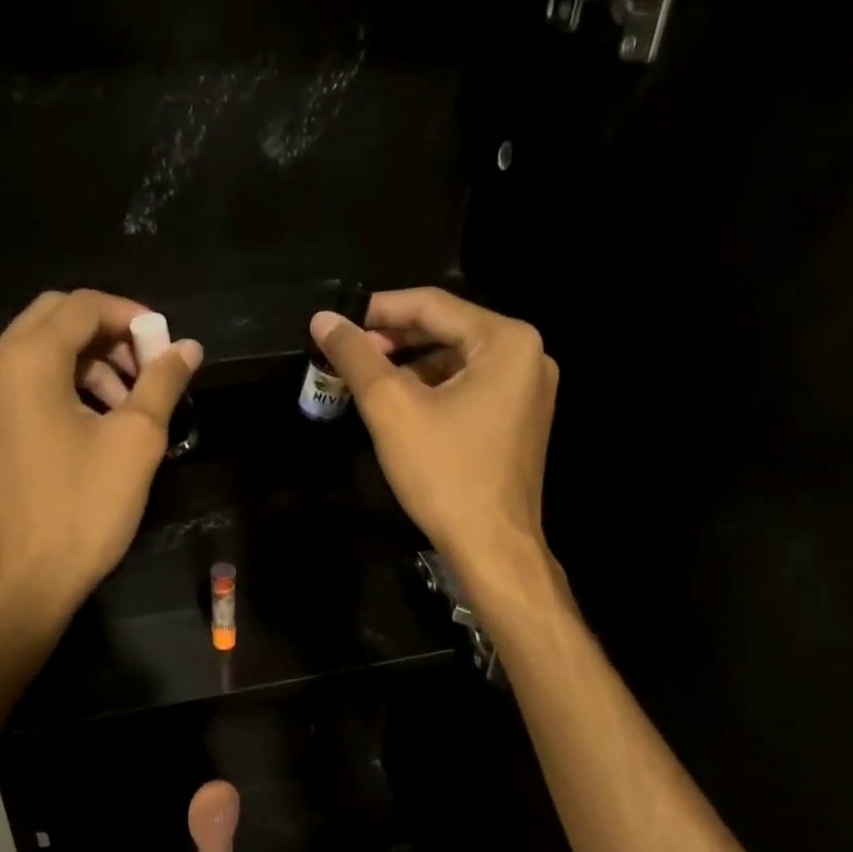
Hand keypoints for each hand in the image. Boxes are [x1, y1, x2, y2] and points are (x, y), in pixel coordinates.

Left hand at [0, 289, 201, 620]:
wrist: (20, 581)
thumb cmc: (82, 510)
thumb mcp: (135, 442)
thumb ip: (162, 383)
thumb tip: (188, 347)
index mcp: (28, 360)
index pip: (83, 305)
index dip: (131, 316)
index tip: (165, 348)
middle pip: (55, 319)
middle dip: (108, 335)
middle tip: (146, 370)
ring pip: (38, 351)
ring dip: (87, 362)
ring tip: (127, 404)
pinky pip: (23, 382)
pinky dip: (62, 384)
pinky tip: (93, 423)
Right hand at [311, 287, 557, 575]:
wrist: (492, 546)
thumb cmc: (444, 473)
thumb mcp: (391, 408)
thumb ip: (356, 357)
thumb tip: (323, 320)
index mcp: (506, 341)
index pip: (432, 304)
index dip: (377, 309)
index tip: (337, 323)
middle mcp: (528, 355)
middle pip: (447, 329)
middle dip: (393, 338)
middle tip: (348, 354)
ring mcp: (529, 389)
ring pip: (456, 359)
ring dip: (409, 365)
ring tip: (367, 379)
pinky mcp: (520, 418)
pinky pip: (470, 386)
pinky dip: (432, 388)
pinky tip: (400, 405)